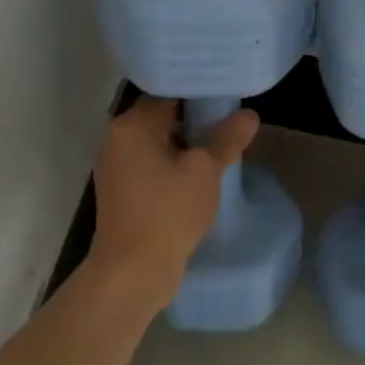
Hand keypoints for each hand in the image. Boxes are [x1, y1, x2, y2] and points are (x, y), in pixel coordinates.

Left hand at [88, 96, 259, 304]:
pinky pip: (150, 166)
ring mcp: (115, 167)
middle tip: (229, 124)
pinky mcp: (121, 192)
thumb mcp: (205, 171)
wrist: (132, 271)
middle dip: (194, 121)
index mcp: (131, 125)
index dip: (199, 94)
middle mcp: (116, 139)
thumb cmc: (168, 212)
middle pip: (161, 117)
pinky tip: (198, 177)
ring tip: (219, 149)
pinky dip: (172, 166)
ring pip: (156, 144)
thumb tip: (249, 115)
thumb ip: (226, 139)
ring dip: (184, 146)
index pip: (168, 93)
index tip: (227, 98)